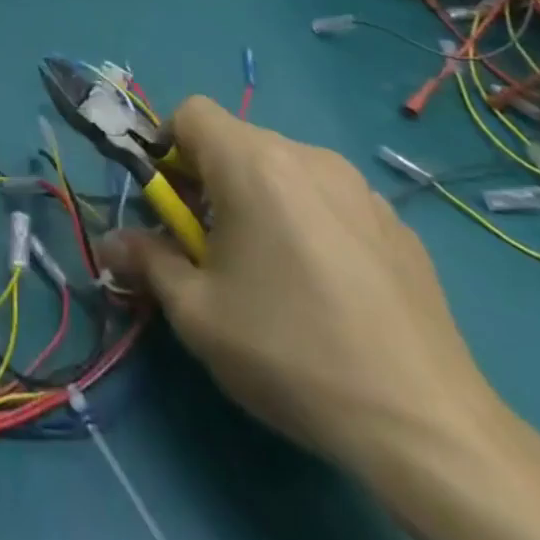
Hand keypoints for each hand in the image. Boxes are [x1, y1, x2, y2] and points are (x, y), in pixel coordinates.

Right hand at [102, 96, 492, 468]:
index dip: (167, 146)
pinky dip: (308, 221)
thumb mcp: (197, 313)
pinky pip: (330, 200)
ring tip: (270, 271)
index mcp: (253, 163)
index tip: (170, 204)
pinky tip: (326, 289)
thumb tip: (111, 244)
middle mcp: (307, 156)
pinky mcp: (397, 224)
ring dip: (259, 200)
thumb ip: (146, 261)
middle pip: (237, 142)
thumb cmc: (290, 352)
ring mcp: (359, 188)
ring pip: (284, 170)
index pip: (191, 112)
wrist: (428, 426)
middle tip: (210, 248)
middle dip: (209, 181)